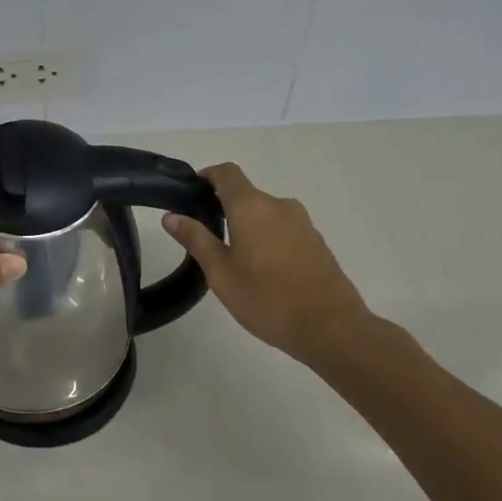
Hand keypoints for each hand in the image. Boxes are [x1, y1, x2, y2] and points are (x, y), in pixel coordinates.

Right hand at [163, 163, 377, 368]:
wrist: (330, 327)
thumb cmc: (266, 298)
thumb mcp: (220, 272)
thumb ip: (195, 239)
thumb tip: (171, 216)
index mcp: (251, 206)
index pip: (227, 173)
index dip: (207, 176)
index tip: (192, 193)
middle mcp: (279, 205)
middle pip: (246, 194)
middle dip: (225, 208)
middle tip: (206, 239)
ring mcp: (303, 223)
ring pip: (266, 214)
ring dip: (248, 226)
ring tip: (235, 259)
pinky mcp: (317, 242)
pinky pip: (284, 230)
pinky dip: (269, 239)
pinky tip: (264, 271)